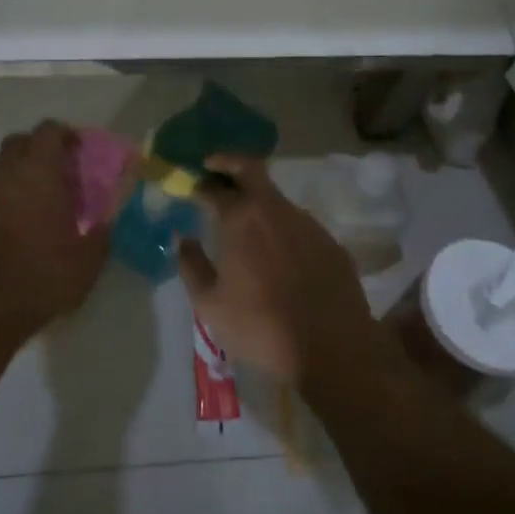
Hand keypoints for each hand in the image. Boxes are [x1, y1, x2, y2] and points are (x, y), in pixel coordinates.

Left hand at [0, 121, 107, 338]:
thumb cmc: (45, 277)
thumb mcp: (89, 260)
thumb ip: (101, 234)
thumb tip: (106, 224)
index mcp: (39, 174)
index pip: (48, 131)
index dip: (63, 134)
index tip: (74, 149)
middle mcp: (3, 174)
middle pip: (14, 142)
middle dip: (31, 149)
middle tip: (46, 171)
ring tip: (11, 191)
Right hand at [178, 155, 390, 386]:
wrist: (332, 349)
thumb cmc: (261, 327)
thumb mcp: (210, 304)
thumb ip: (191, 265)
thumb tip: (182, 239)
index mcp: (241, 219)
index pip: (214, 187)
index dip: (199, 184)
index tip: (190, 187)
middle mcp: (275, 210)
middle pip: (250, 168)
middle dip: (228, 163)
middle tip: (213, 169)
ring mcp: (307, 223)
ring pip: (276, 199)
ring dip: (257, 202)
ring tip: (245, 224)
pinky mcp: (330, 242)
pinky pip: (299, 225)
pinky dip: (282, 228)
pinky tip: (278, 254)